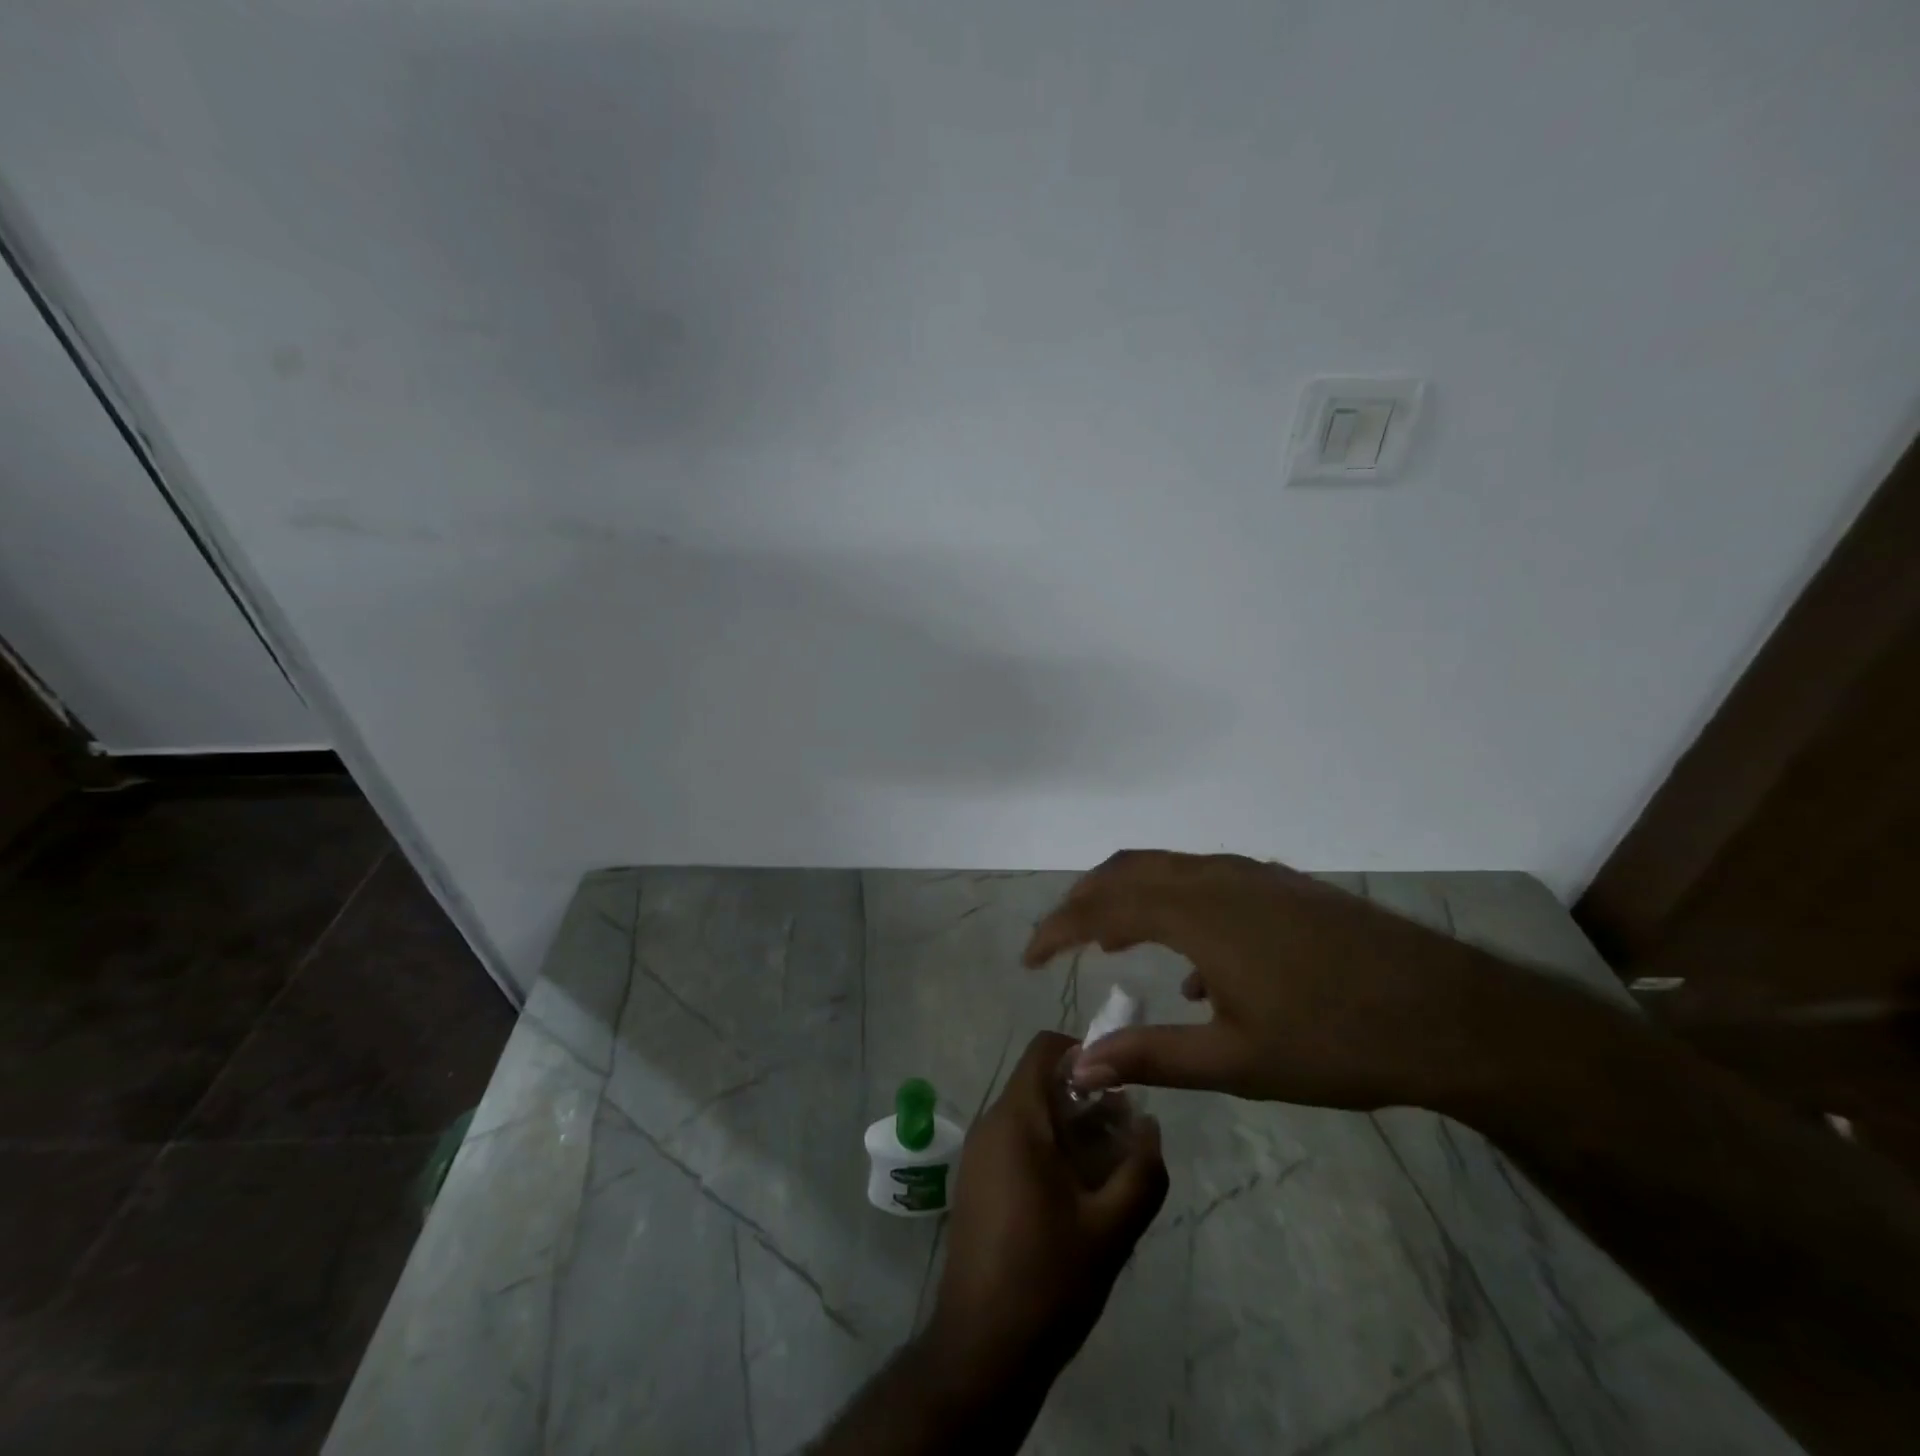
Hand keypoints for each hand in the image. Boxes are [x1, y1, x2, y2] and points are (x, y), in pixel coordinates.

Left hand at [925, 1031, 1167, 1391]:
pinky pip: (1018, 1144)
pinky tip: (1080, 1200)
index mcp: (1016, 1119)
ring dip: (1073, 1132)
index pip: (1045, 1049)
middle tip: (1127, 1140)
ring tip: (1111, 1175)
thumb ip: (1142, 1171)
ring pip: (1032, 1117)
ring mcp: (980, 1155)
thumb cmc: (1048, 1279)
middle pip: (1042, 1085)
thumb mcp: (1112, 1230)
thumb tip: (1151, 1126)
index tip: (1120, 1084)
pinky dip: (1051, 1153)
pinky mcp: (978, 1183)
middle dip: (1088, 1102)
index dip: (1085, 1053)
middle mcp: (991, 1124)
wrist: (982, 1349)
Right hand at [1023, 850, 1527, 1112]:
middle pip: (1128, 871)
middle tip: (1060, 941)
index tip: (1028, 957)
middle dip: (1085, 901)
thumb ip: (1152, 1057)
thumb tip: (1079, 1065)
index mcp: (1197, 912)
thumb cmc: (1336, 1041)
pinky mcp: (1284, 886)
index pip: (1102, 906)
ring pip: (1169, 870)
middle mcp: (1217, 878)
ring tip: (1112, 942)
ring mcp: (1254, 876)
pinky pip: (1207, 881)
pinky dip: (1175, 905)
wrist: (1451, 1014)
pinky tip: (1195, 966)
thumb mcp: (1236, 1060)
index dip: (1057, 928)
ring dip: (1129, 898)